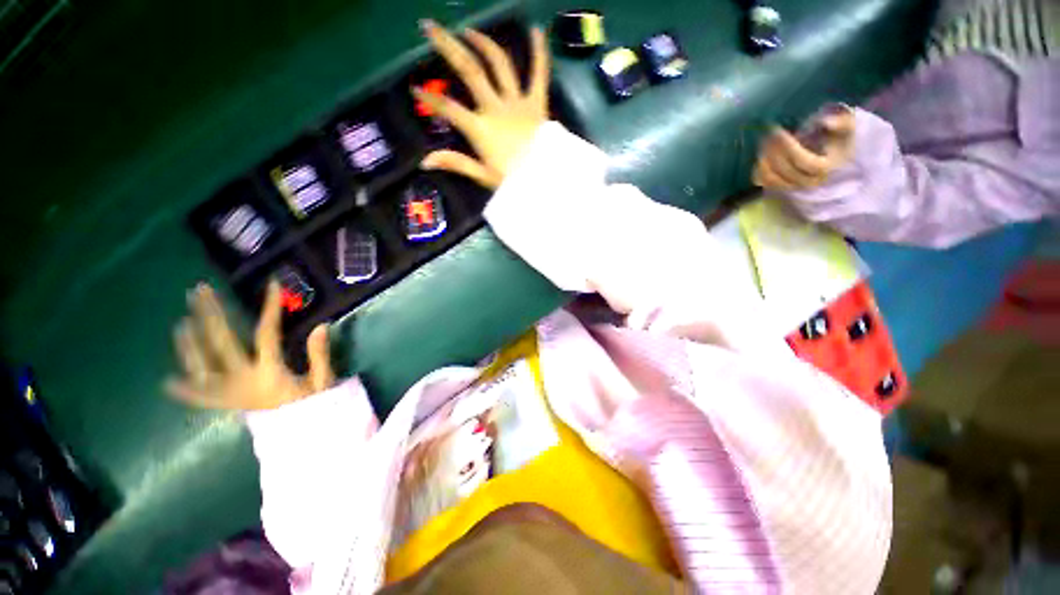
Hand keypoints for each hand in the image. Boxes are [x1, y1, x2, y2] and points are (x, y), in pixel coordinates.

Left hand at [167, 282, 333, 410]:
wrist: (301, 438)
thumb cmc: (314, 406)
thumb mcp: (323, 381)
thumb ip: (319, 354)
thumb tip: (321, 326)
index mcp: (269, 372)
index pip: (266, 333)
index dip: (269, 307)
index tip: (272, 285)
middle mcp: (242, 380)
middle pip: (220, 343)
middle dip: (209, 314)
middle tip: (199, 291)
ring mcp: (229, 394)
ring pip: (201, 366)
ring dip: (189, 344)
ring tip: (182, 322)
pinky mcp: (227, 406)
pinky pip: (201, 398)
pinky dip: (185, 390)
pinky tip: (169, 383)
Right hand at [414, 20, 549, 188]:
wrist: (545, 180)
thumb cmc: (514, 181)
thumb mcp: (483, 176)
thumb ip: (456, 163)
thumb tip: (425, 161)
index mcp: (480, 128)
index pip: (448, 108)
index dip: (430, 98)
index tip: (415, 88)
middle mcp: (496, 107)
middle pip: (469, 70)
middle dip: (447, 46)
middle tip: (430, 28)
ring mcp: (517, 102)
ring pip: (499, 64)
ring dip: (482, 42)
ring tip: (468, 30)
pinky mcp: (538, 103)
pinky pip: (539, 74)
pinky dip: (539, 52)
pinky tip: (537, 31)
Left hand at [752, 107, 855, 190]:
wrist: (833, 152)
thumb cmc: (840, 135)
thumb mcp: (848, 125)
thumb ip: (841, 123)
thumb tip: (826, 122)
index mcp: (827, 168)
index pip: (803, 162)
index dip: (788, 147)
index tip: (779, 132)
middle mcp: (809, 182)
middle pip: (785, 170)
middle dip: (774, 151)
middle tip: (768, 133)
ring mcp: (794, 186)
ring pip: (771, 179)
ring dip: (764, 160)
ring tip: (765, 142)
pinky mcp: (780, 187)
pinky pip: (763, 182)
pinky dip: (759, 169)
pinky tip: (762, 154)